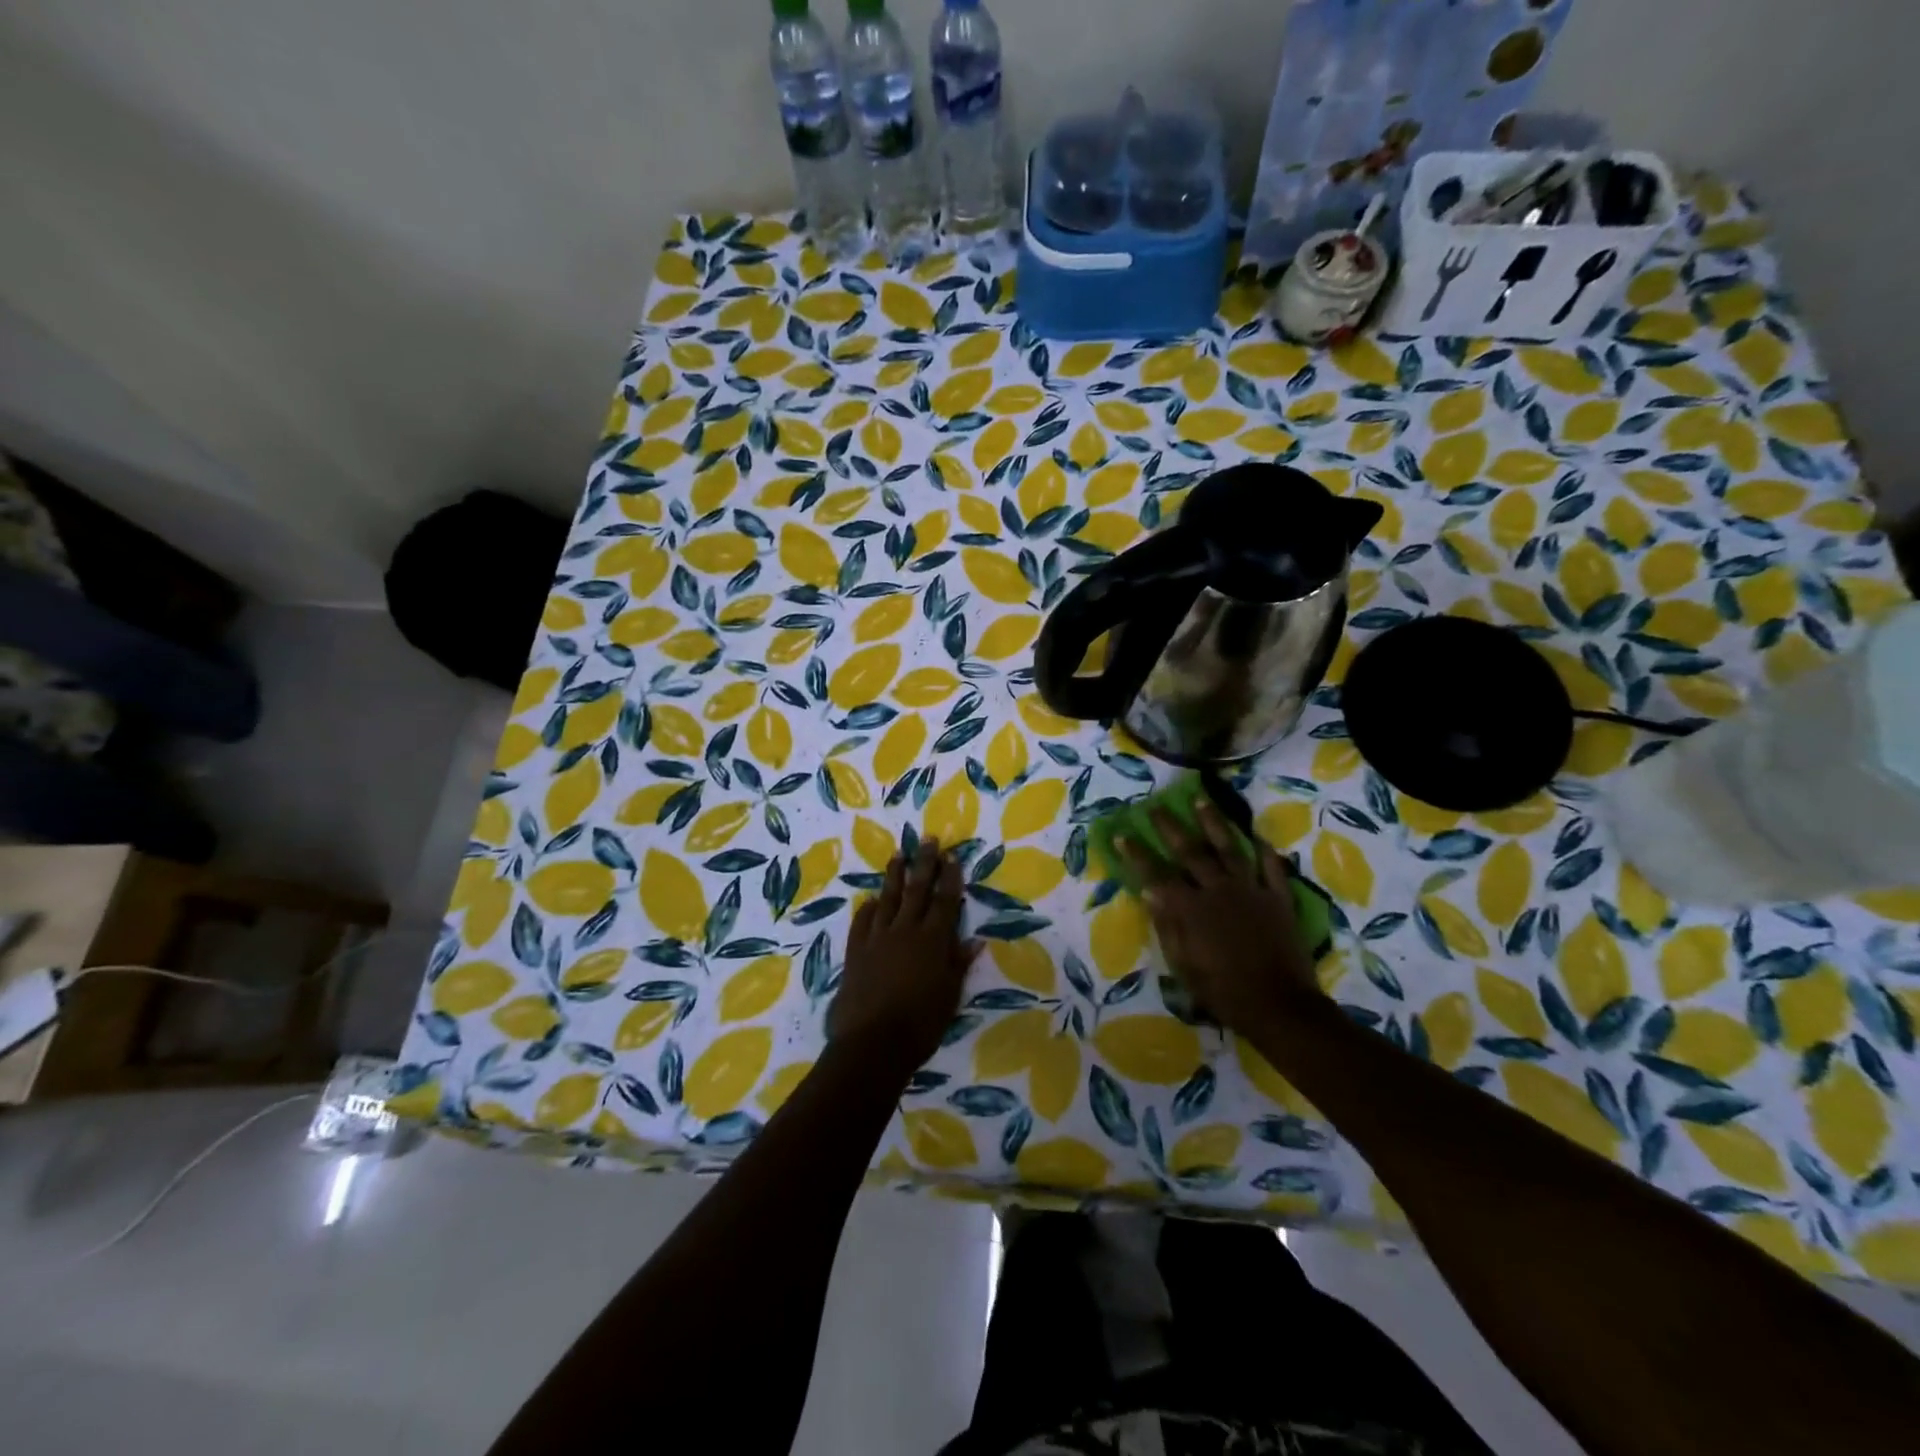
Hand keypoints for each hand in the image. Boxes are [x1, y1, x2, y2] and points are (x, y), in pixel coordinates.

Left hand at [829, 838, 979, 1080]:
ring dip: (894, 875)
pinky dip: (867, 909)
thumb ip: (958, 964)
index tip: (952, 855)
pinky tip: (869, 900)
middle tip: (927, 839)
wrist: (872, 1044)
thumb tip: (974, 940)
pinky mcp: (855, 952)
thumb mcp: (949, 996)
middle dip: (924, 863)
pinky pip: (862, 922)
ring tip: (898, 854)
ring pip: (887, 898)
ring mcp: (877, 939)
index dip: (950, 877)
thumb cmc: (920, 1024)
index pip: (945, 901)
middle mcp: (905, 931)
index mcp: (932, 940)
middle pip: (916, 890)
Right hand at [1117, 801, 1321, 1037]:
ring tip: (1201, 801)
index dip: (1138, 854)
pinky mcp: (1278, 899)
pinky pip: (1272, 868)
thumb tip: (1151, 892)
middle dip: (1170, 827)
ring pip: (1230, 849)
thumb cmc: (1223, 991)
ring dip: (1214, 823)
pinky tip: (1258, 837)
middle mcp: (1218, 890)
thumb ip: (1167, 926)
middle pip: (1191, 852)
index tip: (1122, 834)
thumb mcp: (1183, 965)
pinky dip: (1265, 851)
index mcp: (1191, 909)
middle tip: (1156, 807)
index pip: (1157, 874)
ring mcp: (1251, 891)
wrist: (1278, 1005)